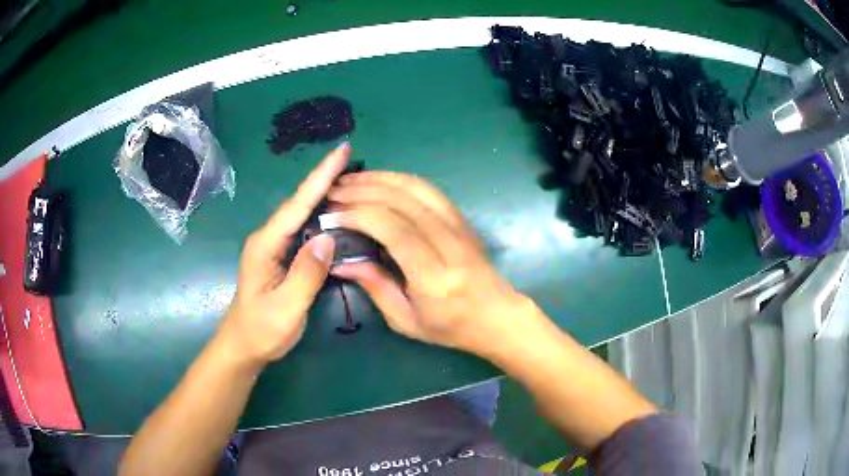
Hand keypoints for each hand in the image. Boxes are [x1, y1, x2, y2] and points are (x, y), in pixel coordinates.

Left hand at [217, 144, 349, 366]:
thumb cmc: (261, 330)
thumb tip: (328, 238)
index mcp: (267, 244)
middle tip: (354, 159)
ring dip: (325, 193)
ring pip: (303, 213)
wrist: (243, 346)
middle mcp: (269, 237)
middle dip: (326, 178)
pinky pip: (304, 228)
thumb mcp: (285, 307)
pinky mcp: (282, 255)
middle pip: (300, 202)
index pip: (298, 204)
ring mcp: (275, 246)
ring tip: (351, 178)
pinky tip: (337, 212)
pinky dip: (322, 215)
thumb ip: (305, 274)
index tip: (342, 151)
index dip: (321, 176)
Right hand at [327, 172, 529, 354]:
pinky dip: (399, 179)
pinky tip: (378, 180)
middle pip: (403, 202)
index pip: (394, 230)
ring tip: (349, 181)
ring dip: (379, 179)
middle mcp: (448, 243)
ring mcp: (458, 226)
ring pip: (416, 188)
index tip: (332, 215)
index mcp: (434, 276)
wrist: (496, 315)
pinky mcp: (461, 218)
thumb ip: (375, 287)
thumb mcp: (405, 320)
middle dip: (362, 191)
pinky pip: (428, 189)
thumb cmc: (449, 326)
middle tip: (333, 192)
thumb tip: (339, 262)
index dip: (359, 216)